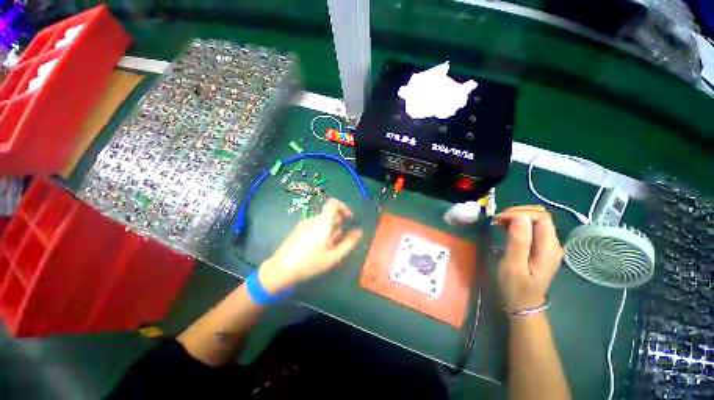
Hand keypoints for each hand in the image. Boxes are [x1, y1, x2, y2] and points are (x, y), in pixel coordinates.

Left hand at [258, 199, 362, 292]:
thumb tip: (359, 232)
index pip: (334, 203)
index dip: (344, 208)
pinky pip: (314, 227)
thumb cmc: (310, 263)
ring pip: (322, 223)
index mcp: (322, 222)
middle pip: (330, 216)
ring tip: (326, 250)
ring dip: (329, 232)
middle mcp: (313, 219)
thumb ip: (348, 243)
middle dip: (338, 227)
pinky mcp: (298, 230)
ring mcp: (304, 224)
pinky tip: (316, 250)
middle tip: (337, 244)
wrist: (280, 269)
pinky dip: (320, 233)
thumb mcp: (333, 256)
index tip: (349, 219)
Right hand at [495, 206, 562, 311]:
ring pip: (536, 220)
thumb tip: (519, 217)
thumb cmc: (515, 288)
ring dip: (517, 217)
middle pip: (541, 216)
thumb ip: (518, 241)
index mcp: (549, 248)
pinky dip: (518, 224)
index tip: (499, 220)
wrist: (522, 306)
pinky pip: (532, 228)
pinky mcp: (541, 248)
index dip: (520, 213)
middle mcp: (553, 244)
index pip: (541, 217)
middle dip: (518, 213)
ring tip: (500, 224)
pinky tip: (506, 229)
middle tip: (498, 221)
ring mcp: (548, 246)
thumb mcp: (513, 266)